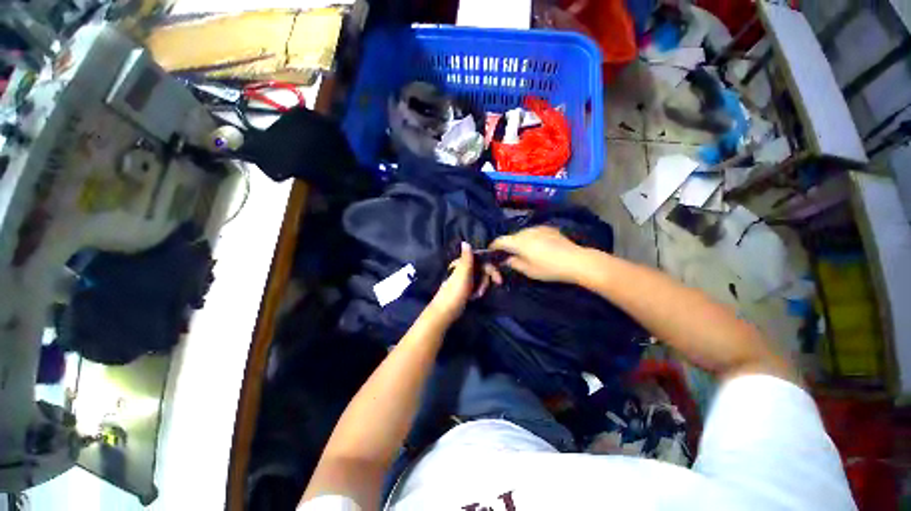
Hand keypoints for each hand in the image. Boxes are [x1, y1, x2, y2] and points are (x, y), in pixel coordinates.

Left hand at [426, 242, 499, 323]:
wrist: (445, 311)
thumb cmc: (455, 292)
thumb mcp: (463, 274)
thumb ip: (466, 258)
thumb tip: (465, 241)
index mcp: (462, 263)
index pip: (482, 260)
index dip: (491, 268)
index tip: (499, 280)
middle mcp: (463, 268)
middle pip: (483, 269)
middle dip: (485, 281)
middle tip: (482, 292)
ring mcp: (464, 278)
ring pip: (481, 278)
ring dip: (481, 287)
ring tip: (476, 296)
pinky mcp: (464, 287)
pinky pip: (476, 285)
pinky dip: (477, 291)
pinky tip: (473, 297)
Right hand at [489, 226, 585, 282]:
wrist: (576, 261)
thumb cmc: (549, 268)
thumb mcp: (528, 270)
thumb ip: (513, 263)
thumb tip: (506, 259)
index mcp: (518, 241)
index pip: (499, 240)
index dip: (493, 246)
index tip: (492, 253)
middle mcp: (526, 231)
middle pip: (511, 237)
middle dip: (508, 245)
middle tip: (510, 256)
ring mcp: (538, 228)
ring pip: (522, 234)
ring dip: (520, 242)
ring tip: (525, 252)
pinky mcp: (548, 228)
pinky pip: (533, 232)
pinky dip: (531, 239)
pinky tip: (538, 247)